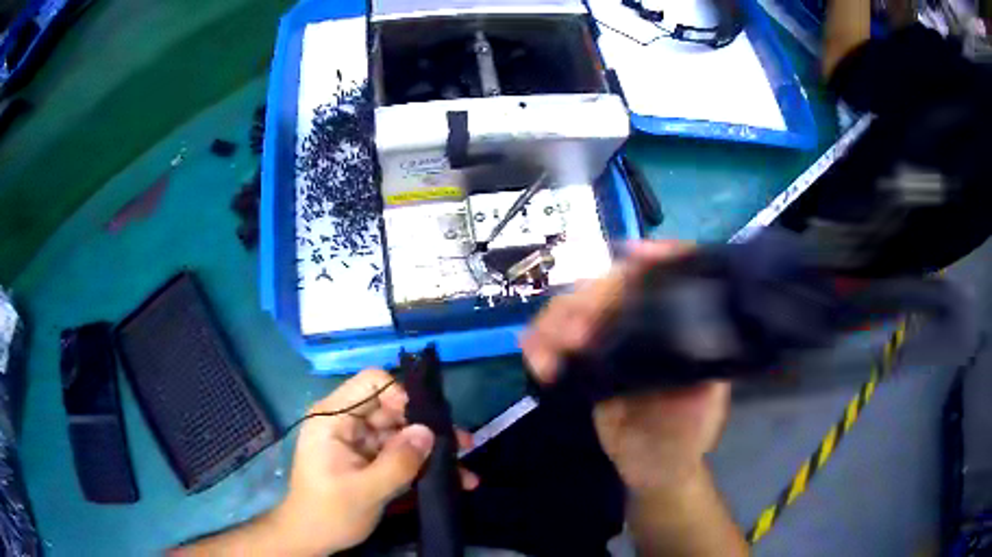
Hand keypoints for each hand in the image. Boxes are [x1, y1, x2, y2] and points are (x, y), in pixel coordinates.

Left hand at [273, 368, 477, 554]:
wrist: (312, 539)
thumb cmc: (329, 513)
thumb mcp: (365, 491)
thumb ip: (397, 462)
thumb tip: (428, 432)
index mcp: (333, 418)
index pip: (371, 384)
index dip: (402, 396)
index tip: (426, 424)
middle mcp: (347, 422)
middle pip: (393, 409)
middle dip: (428, 427)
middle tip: (463, 445)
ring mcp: (360, 441)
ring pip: (402, 432)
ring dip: (432, 450)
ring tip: (465, 469)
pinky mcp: (370, 459)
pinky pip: (401, 453)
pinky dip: (424, 465)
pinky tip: (454, 480)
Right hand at [521, 241, 730, 494]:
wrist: (654, 468)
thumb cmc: (688, 435)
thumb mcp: (706, 402)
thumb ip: (702, 370)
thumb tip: (688, 331)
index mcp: (683, 324)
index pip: (669, 273)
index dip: (654, 257)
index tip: (632, 258)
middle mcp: (648, 322)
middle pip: (615, 286)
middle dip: (590, 299)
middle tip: (574, 332)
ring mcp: (615, 339)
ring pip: (581, 308)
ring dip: (558, 320)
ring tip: (546, 350)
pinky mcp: (589, 360)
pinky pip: (561, 341)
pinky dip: (542, 343)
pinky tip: (534, 353)